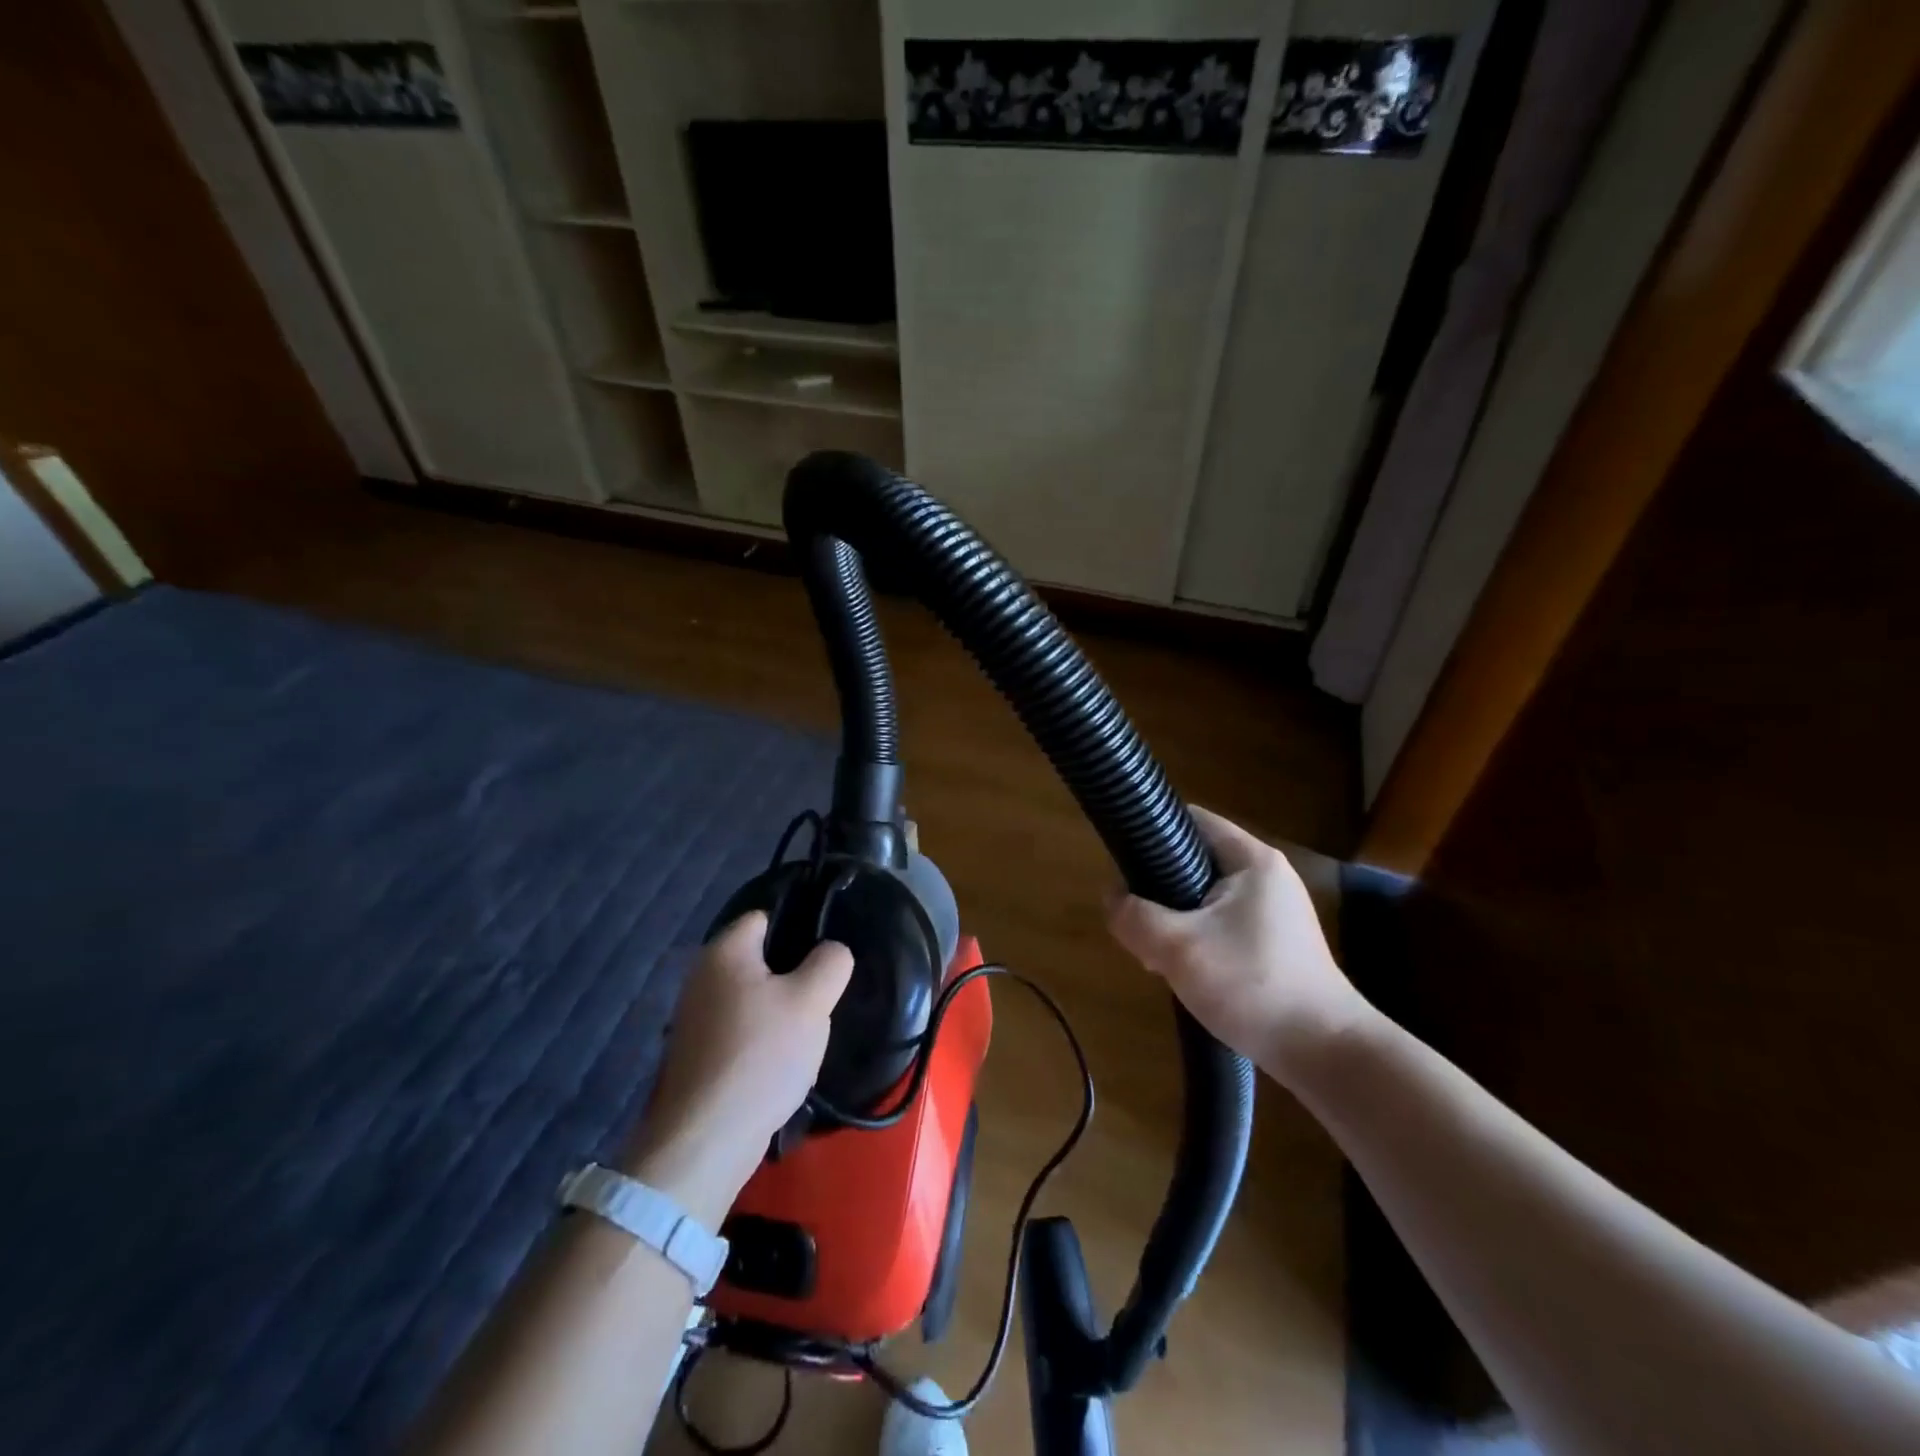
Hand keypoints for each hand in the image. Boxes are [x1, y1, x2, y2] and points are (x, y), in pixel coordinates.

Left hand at [621, 912, 852, 1223]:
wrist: (705, 1141)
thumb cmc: (760, 1055)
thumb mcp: (812, 1000)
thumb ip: (831, 962)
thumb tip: (831, 952)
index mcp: (724, 951)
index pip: (766, 915)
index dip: (800, 927)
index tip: (827, 953)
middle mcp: (702, 976)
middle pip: (762, 960)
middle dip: (795, 976)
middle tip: (823, 998)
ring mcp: (695, 1019)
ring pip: (755, 999)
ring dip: (781, 1013)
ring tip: (807, 1036)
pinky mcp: (698, 1056)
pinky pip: (741, 1032)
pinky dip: (763, 1042)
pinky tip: (783, 1066)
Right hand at [1106, 807, 1369, 1083]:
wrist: (1325, 1053)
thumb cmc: (1252, 985)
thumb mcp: (1178, 948)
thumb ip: (1134, 916)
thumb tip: (1112, 897)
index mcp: (1251, 860)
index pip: (1192, 819)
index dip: (1152, 831)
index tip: (1122, 862)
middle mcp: (1267, 876)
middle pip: (1194, 861)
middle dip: (1158, 889)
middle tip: (1137, 922)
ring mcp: (1275, 912)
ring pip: (1205, 899)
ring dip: (1175, 920)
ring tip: (1155, 955)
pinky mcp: (1277, 944)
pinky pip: (1223, 926)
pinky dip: (1198, 940)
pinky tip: (1184, 972)